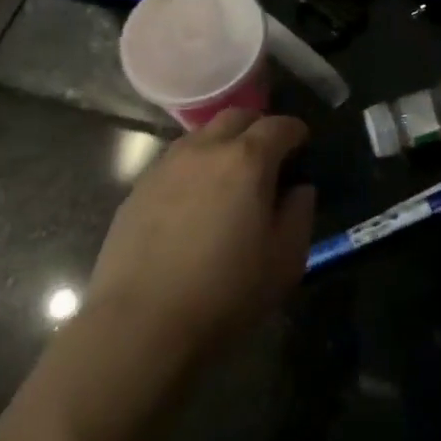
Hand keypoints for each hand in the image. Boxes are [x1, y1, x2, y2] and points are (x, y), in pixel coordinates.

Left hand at [87, 111, 315, 354]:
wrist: (140, 324)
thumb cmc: (225, 293)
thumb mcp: (284, 261)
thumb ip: (300, 214)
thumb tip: (299, 189)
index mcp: (247, 160)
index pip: (279, 125)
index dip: (296, 131)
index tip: (303, 145)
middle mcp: (205, 149)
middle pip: (236, 117)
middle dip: (258, 127)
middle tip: (268, 154)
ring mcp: (166, 166)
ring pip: (201, 136)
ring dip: (222, 144)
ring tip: (229, 176)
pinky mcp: (138, 188)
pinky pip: (174, 162)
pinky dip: (193, 167)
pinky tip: (194, 201)